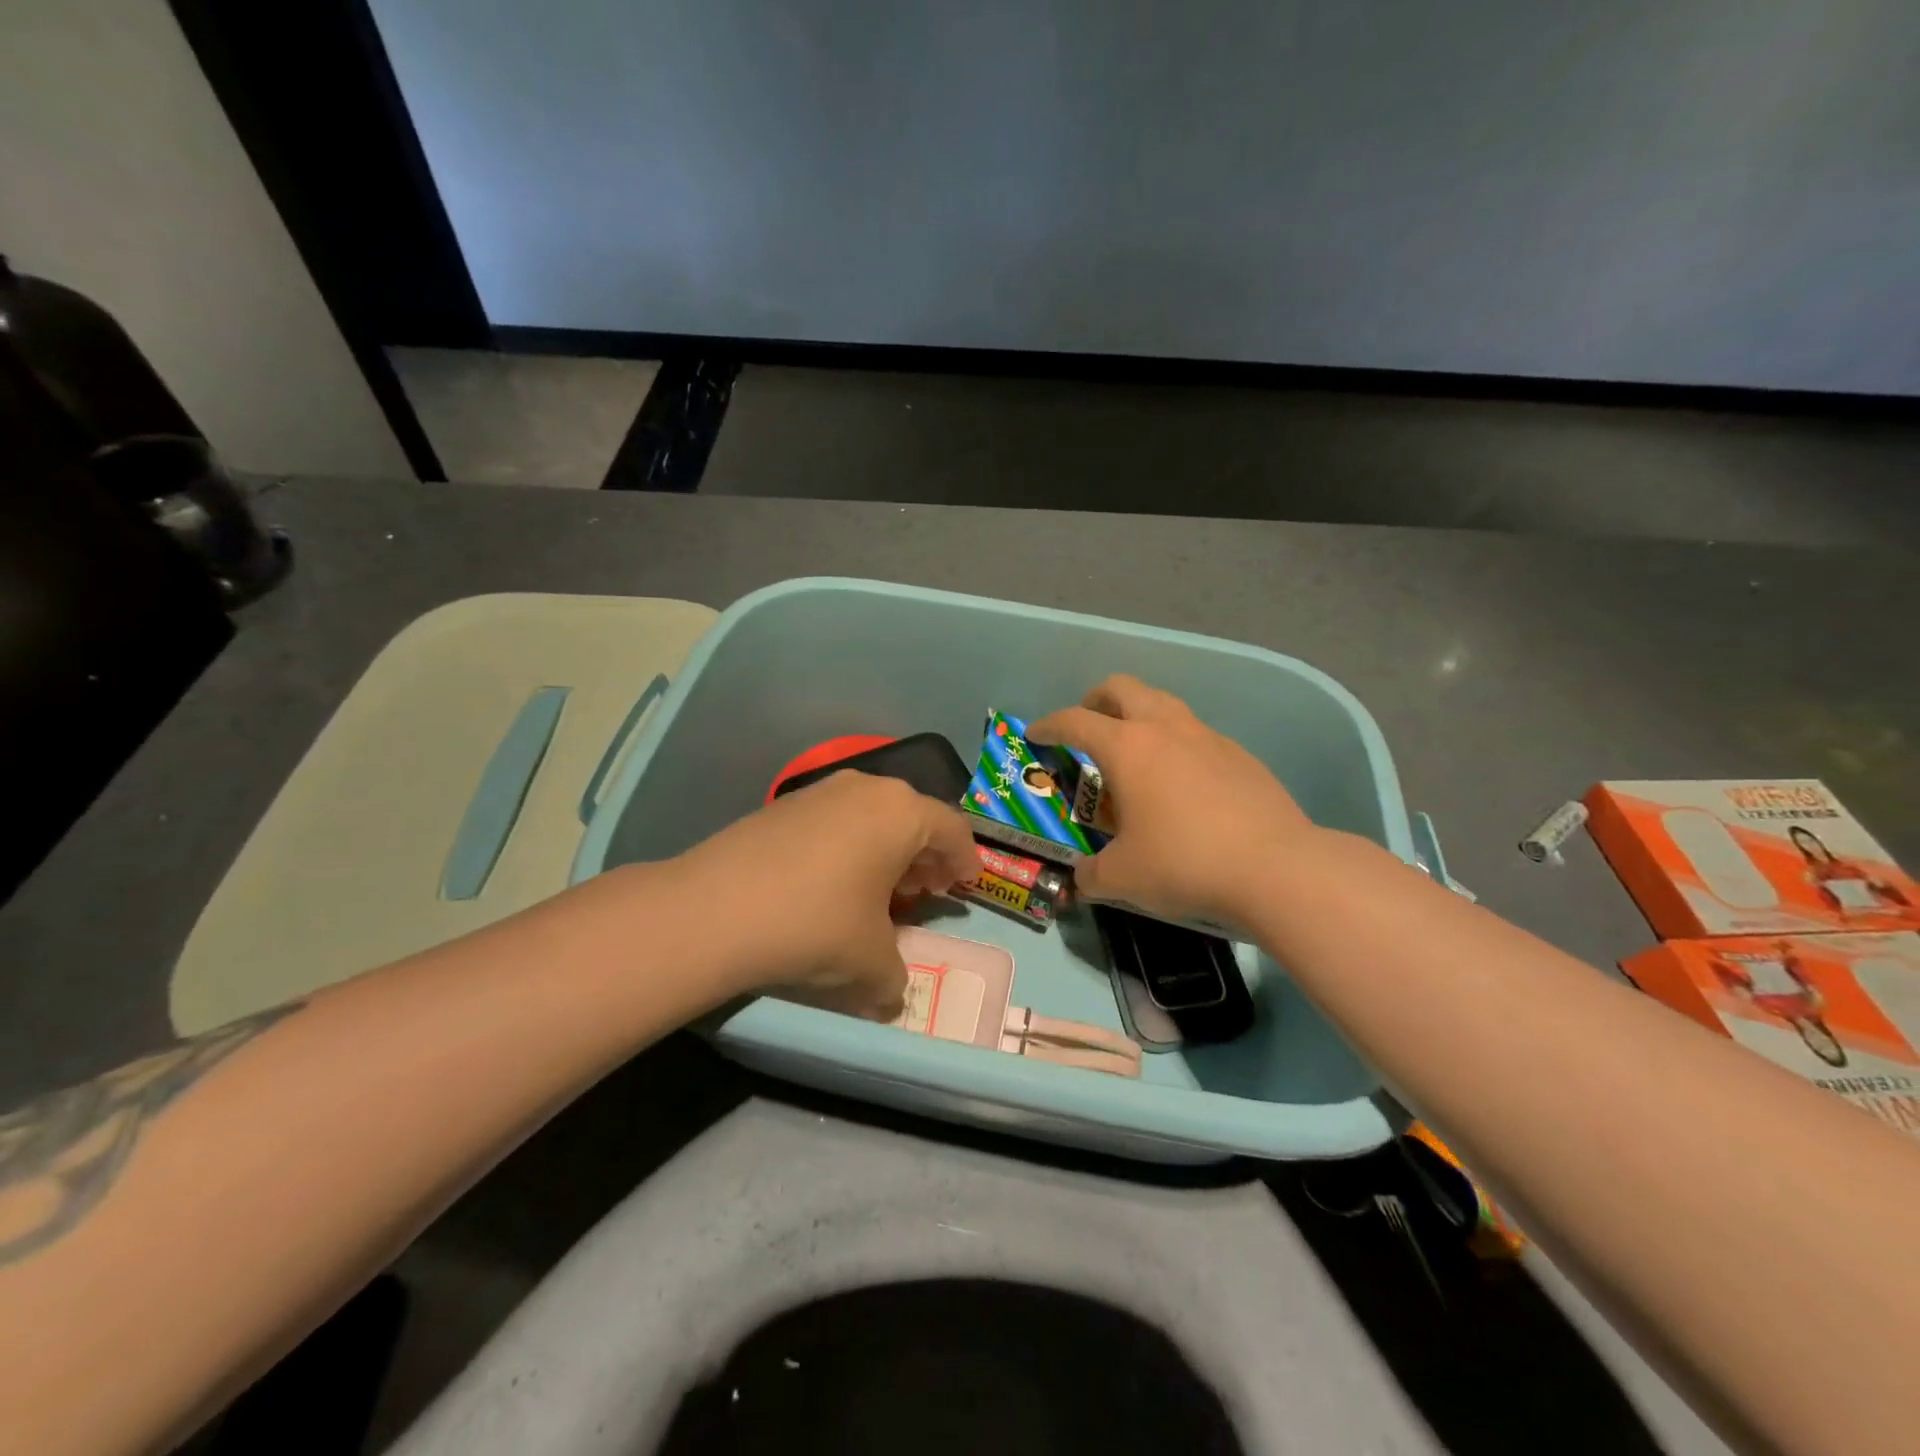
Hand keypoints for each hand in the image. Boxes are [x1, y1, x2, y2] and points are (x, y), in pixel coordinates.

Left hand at [669, 771, 977, 1020]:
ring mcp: (821, 791)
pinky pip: (836, 821)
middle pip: (913, 818)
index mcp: (902, 812)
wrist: (714, 910)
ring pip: (872, 817)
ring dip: (886, 852)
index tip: (966, 888)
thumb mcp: (870, 963)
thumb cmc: (816, 925)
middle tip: (925, 893)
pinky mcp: (784, 805)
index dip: (966, 861)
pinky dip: (849, 847)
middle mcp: (867, 789)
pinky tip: (833, 884)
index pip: (953, 830)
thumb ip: (894, 978)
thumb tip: (889, 994)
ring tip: (880, 891)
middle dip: (925, 857)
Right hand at [1028, 675, 1316, 928]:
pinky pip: (1196, 734)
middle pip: (1122, 688)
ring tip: (1133, 755)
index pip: (1075, 721)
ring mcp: (1207, 737)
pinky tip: (1181, 785)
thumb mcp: (1122, 878)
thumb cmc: (1185, 863)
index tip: (1035, 734)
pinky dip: (1175, 744)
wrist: (1277, 868)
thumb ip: (1091, 875)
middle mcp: (1165, 729)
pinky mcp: (1240, 755)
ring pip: (1163, 704)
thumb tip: (1082, 879)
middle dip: (1096, 700)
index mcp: (1128, 748)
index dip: (1049, 724)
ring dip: (1138, 716)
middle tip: (1087, 727)